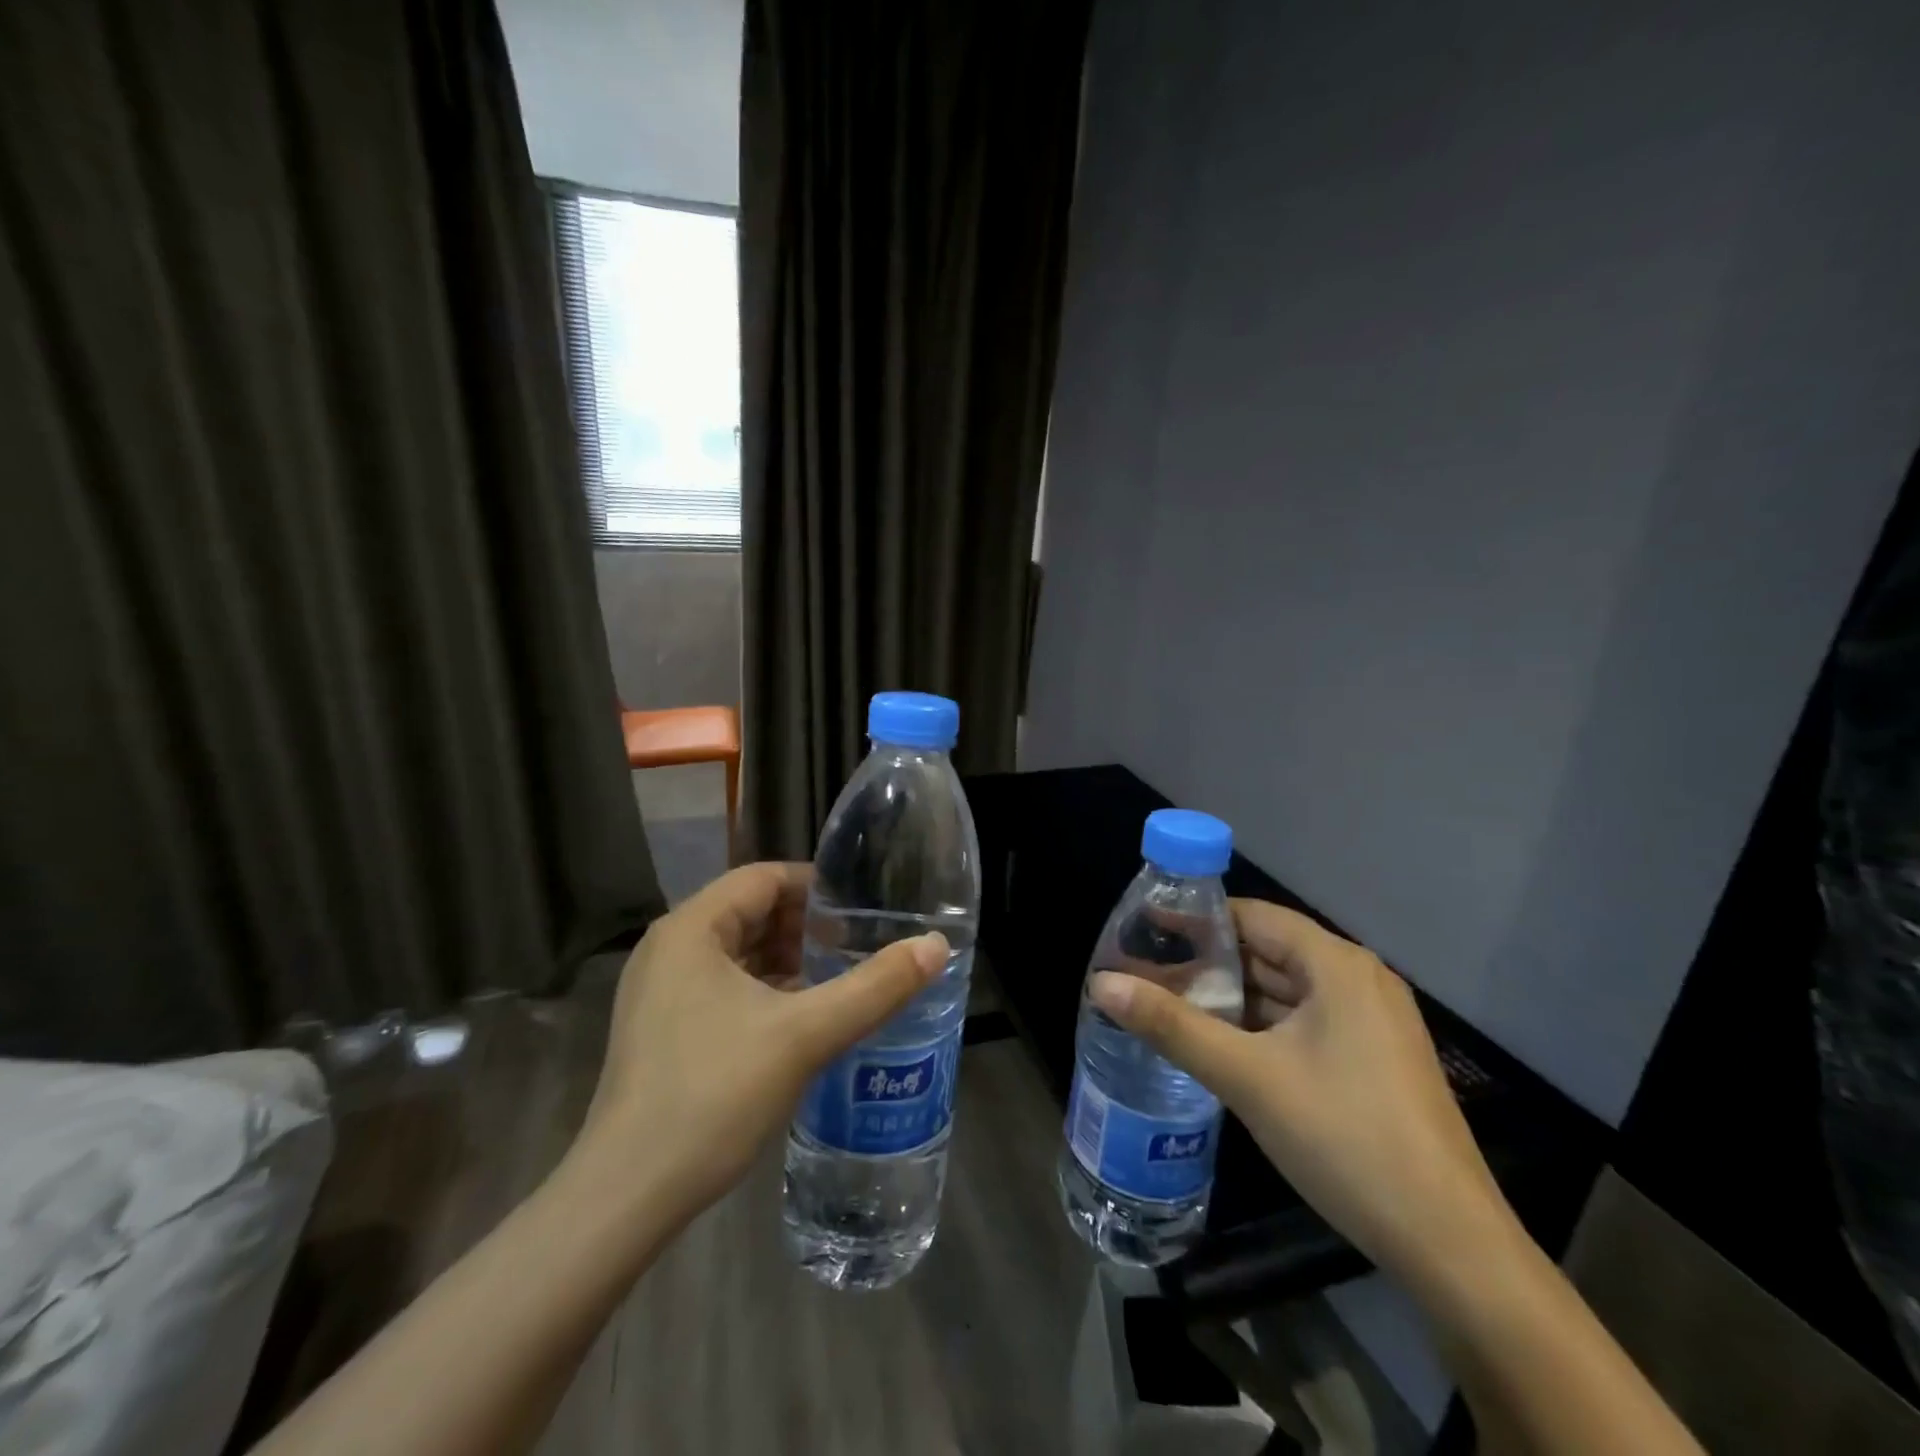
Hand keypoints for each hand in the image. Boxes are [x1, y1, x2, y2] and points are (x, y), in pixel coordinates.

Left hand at [565, 862, 947, 1232]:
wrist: (626, 1196)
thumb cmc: (714, 1094)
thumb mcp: (806, 1035)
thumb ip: (876, 987)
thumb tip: (937, 946)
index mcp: (691, 929)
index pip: (763, 878)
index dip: (816, 887)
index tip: (861, 910)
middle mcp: (669, 949)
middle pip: (750, 912)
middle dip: (806, 926)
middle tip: (857, 946)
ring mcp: (658, 992)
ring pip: (737, 953)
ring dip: (787, 960)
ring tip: (838, 979)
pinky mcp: (661, 1029)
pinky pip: (722, 987)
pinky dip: (764, 990)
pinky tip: (801, 1019)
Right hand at [1089, 899, 1513, 1286]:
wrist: (1450, 1246)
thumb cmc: (1345, 1138)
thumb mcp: (1247, 1077)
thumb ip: (1171, 1025)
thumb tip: (1100, 983)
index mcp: (1337, 965)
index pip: (1252, 916)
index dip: (1196, 919)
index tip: (1144, 929)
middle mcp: (1359, 980)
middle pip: (1268, 950)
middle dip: (1208, 961)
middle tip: (1146, 971)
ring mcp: (1372, 1022)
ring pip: (1286, 990)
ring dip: (1232, 996)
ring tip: (1171, 1004)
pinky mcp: (1375, 1060)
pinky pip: (1306, 1022)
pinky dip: (1262, 1025)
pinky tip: (1222, 1045)